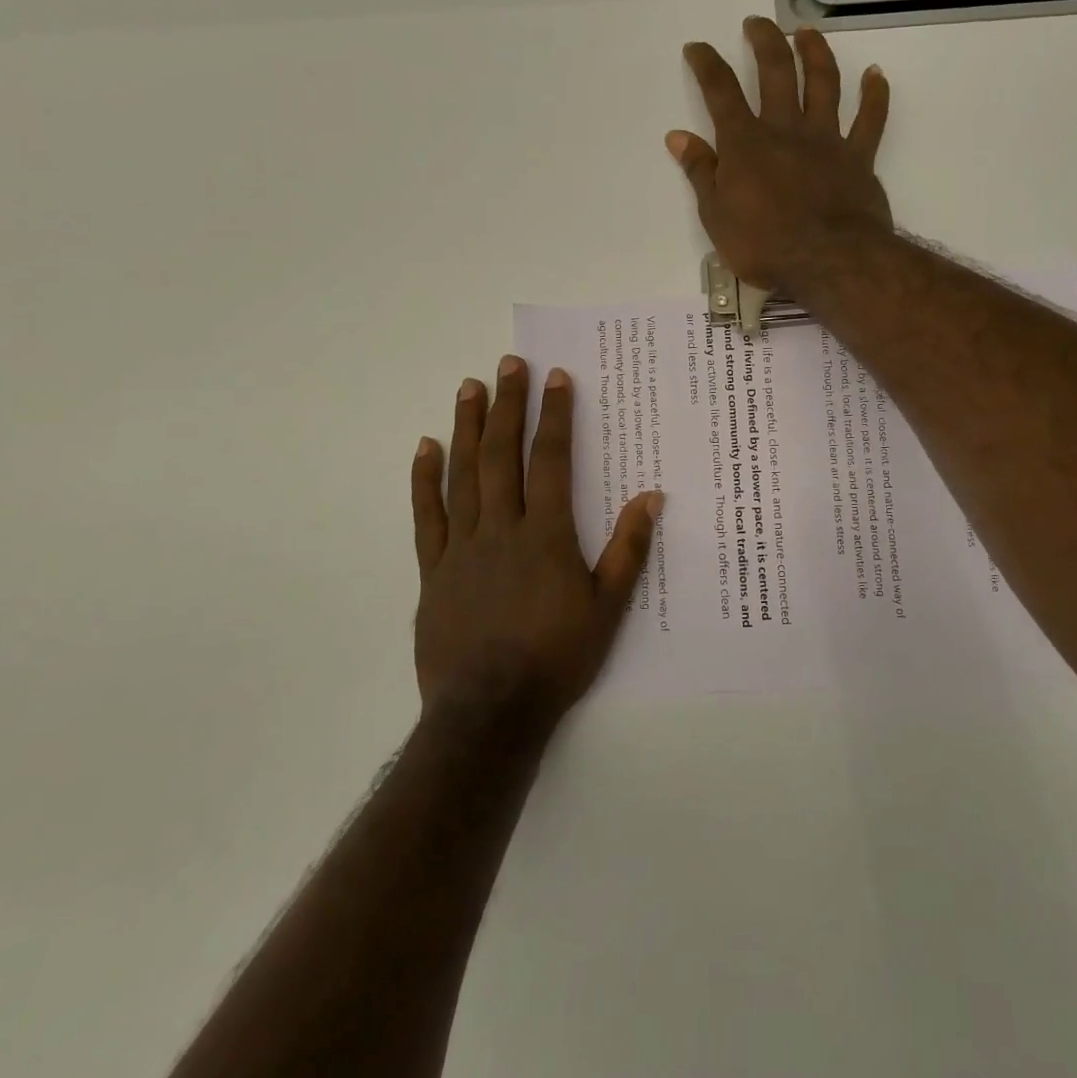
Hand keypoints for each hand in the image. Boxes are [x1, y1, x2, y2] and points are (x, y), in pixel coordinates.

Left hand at [412, 355, 661, 725]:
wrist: (490, 713)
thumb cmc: (556, 658)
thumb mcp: (608, 608)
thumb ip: (628, 549)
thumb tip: (651, 497)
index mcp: (545, 535)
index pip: (550, 460)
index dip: (554, 416)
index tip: (555, 377)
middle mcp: (501, 528)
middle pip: (501, 454)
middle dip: (507, 405)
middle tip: (508, 364)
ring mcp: (462, 546)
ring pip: (462, 474)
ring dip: (466, 427)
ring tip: (469, 387)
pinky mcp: (434, 569)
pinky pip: (427, 515)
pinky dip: (424, 479)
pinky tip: (424, 447)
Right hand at [668, 17, 891, 292]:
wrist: (828, 261)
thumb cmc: (764, 245)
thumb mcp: (716, 216)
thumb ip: (701, 172)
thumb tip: (678, 136)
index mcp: (746, 143)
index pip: (720, 92)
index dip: (706, 64)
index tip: (697, 47)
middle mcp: (786, 129)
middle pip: (776, 72)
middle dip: (764, 42)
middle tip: (757, 23)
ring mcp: (826, 140)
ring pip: (823, 83)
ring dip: (815, 53)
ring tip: (806, 33)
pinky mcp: (858, 157)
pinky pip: (871, 120)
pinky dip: (875, 95)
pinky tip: (875, 73)